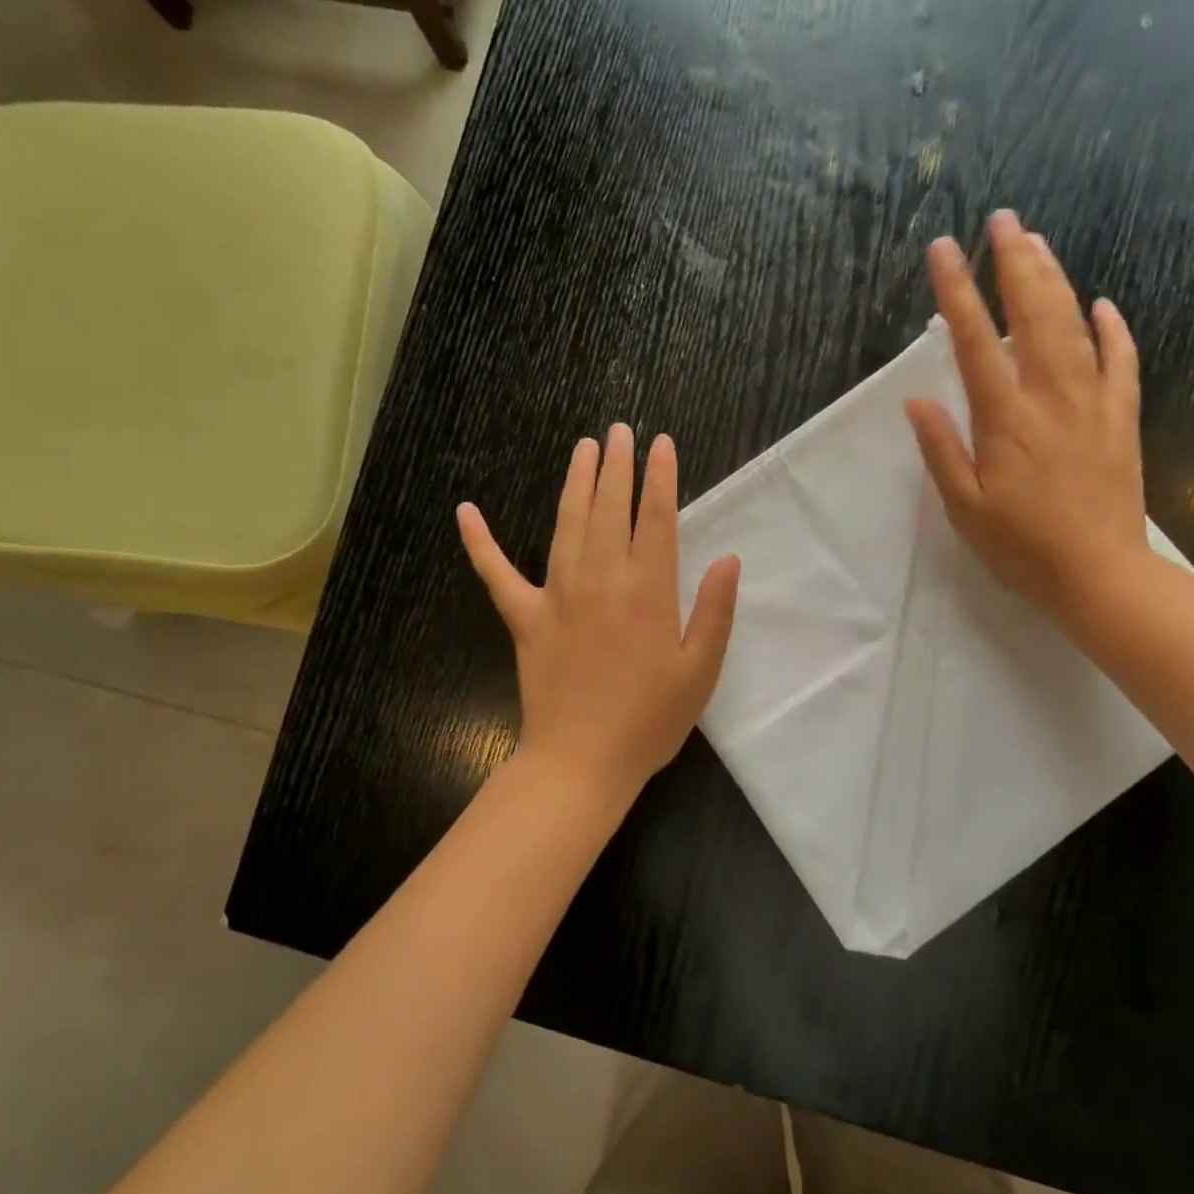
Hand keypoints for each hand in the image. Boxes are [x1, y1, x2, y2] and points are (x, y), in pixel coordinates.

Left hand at [457, 425, 740, 805]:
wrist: (581, 763)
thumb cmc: (649, 720)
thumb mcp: (700, 671)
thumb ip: (714, 611)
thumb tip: (727, 559)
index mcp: (647, 590)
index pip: (655, 517)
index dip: (660, 477)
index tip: (662, 444)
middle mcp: (600, 580)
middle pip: (608, 508)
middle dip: (616, 465)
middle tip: (619, 431)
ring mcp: (556, 595)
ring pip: (565, 523)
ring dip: (575, 482)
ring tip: (583, 449)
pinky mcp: (524, 618)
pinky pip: (496, 573)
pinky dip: (480, 542)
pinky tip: (466, 511)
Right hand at [906, 210, 1154, 629]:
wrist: (1099, 574)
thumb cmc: (1022, 547)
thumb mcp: (964, 508)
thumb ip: (941, 450)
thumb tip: (917, 399)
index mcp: (1005, 418)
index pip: (974, 341)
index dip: (957, 292)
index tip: (944, 249)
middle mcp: (1050, 397)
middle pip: (1032, 315)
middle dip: (1015, 263)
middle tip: (1004, 219)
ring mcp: (1092, 403)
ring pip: (1075, 326)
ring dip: (1055, 280)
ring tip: (1038, 244)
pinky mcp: (1122, 419)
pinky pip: (1121, 361)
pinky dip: (1113, 329)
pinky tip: (1103, 304)